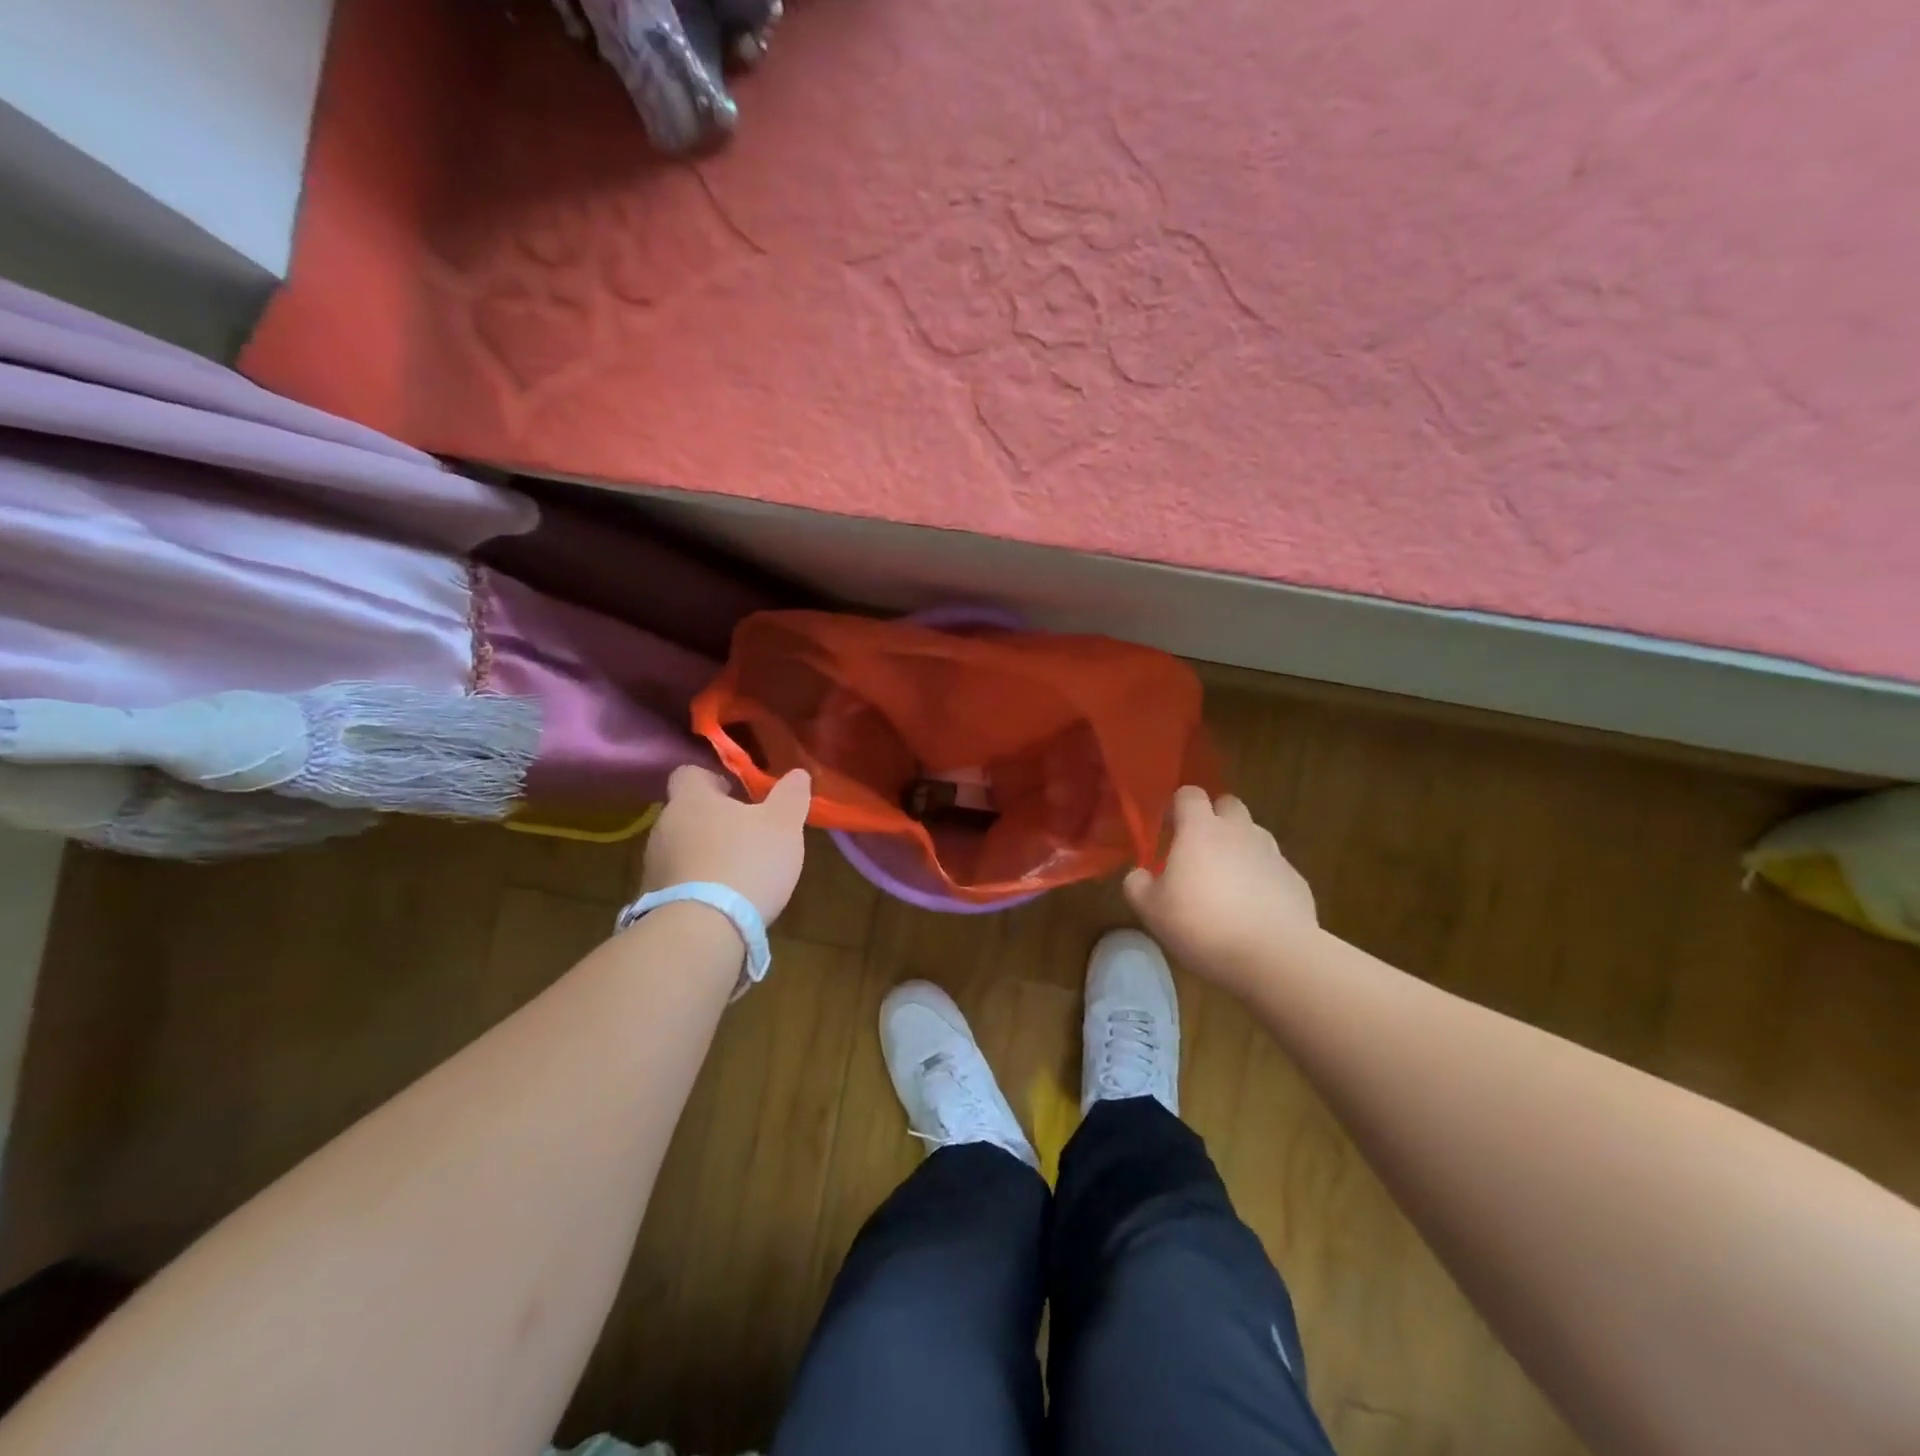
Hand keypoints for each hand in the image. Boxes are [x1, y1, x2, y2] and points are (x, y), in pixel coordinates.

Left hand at [640, 766, 811, 923]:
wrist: (702, 931)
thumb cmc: (746, 862)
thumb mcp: (783, 824)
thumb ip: (791, 795)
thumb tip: (798, 773)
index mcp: (691, 799)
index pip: (689, 773)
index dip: (715, 779)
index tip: (740, 794)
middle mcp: (665, 826)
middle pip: (688, 813)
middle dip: (716, 821)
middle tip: (750, 834)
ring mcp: (654, 866)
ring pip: (683, 848)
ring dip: (707, 855)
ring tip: (741, 873)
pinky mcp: (655, 901)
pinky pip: (680, 882)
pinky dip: (700, 886)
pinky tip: (725, 902)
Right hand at [1124, 787, 1317, 996]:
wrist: (1274, 956)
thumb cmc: (1203, 925)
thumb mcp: (1152, 911)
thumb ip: (1138, 885)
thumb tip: (1139, 874)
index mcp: (1200, 830)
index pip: (1189, 794)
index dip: (1178, 807)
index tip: (1169, 830)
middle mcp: (1239, 831)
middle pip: (1228, 805)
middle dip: (1215, 819)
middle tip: (1199, 851)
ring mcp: (1272, 854)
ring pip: (1254, 836)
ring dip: (1239, 848)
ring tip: (1227, 884)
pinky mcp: (1295, 880)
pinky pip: (1273, 868)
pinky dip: (1262, 879)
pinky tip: (1254, 910)